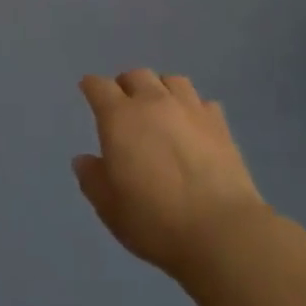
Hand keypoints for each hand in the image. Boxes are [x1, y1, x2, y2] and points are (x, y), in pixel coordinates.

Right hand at [74, 70, 265, 279]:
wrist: (220, 230)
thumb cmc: (154, 220)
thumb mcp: (109, 207)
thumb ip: (92, 178)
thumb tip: (84, 159)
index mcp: (119, 118)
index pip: (99, 86)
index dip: (91, 86)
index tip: (88, 90)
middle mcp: (153, 102)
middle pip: (136, 75)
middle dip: (126, 85)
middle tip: (124, 105)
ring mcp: (190, 109)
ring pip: (172, 80)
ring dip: (160, 89)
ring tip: (160, 109)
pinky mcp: (220, 123)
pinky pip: (202, 101)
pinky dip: (192, 107)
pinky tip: (193, 126)